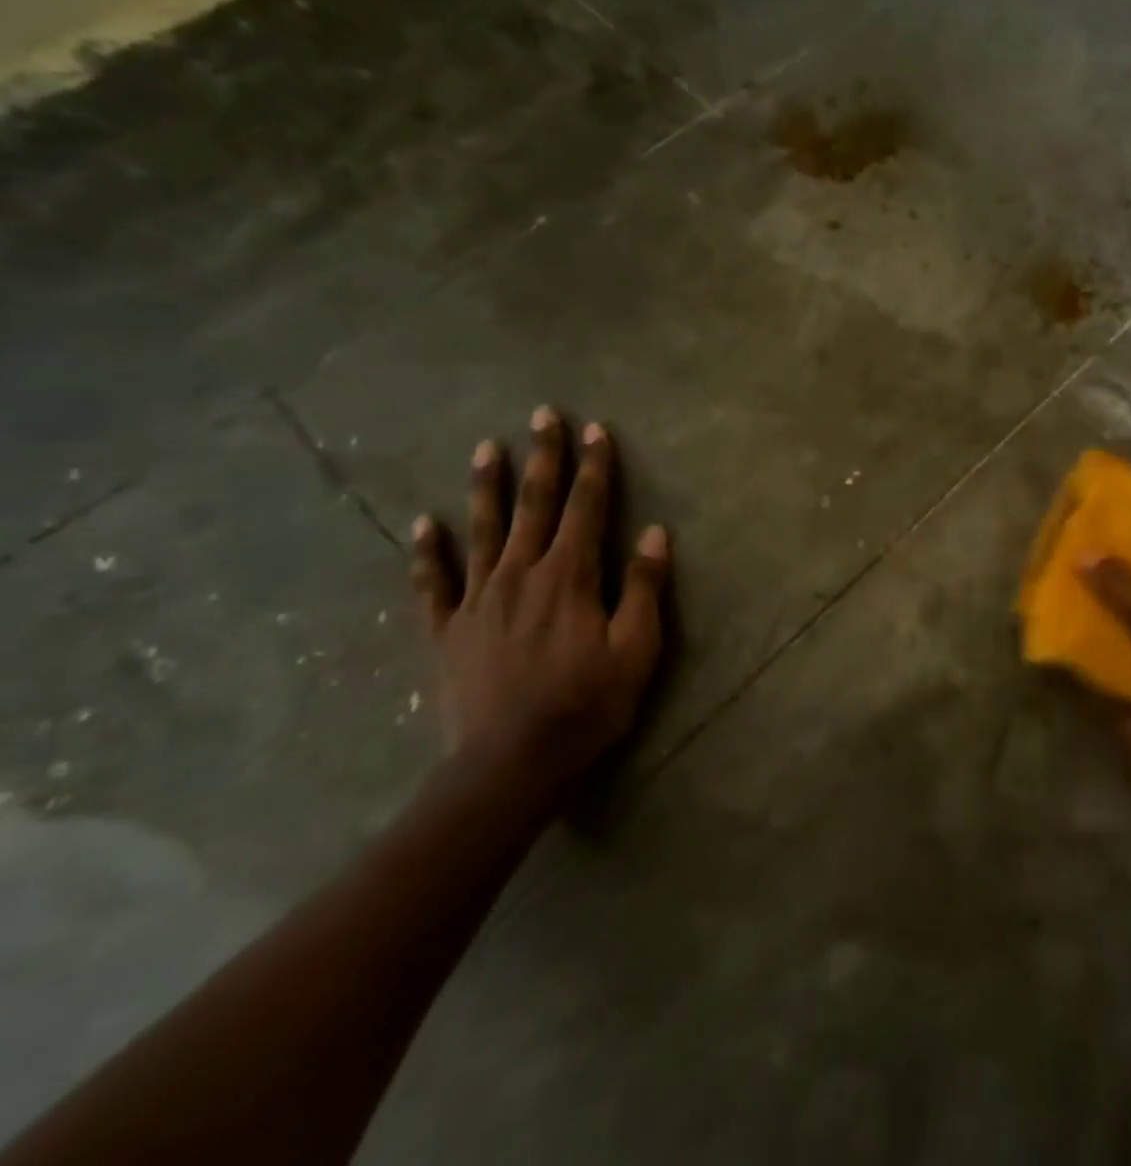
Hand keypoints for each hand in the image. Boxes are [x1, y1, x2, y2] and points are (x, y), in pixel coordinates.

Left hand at [410, 407, 670, 800]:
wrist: (510, 764)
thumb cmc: (587, 705)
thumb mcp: (636, 649)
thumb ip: (643, 587)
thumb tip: (655, 532)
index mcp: (570, 577)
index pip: (587, 508)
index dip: (595, 468)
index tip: (596, 430)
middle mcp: (522, 574)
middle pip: (535, 505)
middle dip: (543, 458)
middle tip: (543, 415)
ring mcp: (479, 600)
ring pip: (484, 530)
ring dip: (487, 486)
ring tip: (487, 447)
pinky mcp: (448, 630)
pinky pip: (435, 583)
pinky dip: (429, 552)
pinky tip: (426, 524)